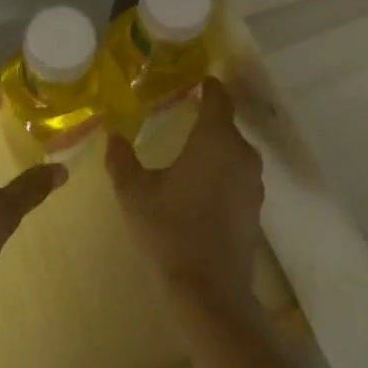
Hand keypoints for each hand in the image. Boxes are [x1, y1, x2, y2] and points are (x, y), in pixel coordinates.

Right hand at [104, 78, 262, 309]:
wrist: (209, 287)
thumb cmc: (170, 229)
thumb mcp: (135, 193)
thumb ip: (122, 160)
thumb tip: (113, 134)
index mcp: (215, 140)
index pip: (218, 99)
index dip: (209, 86)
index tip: (198, 79)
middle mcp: (241, 153)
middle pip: (227, 124)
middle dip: (209, 116)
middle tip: (183, 112)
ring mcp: (253, 181)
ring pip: (234, 150)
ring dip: (216, 145)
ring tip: (191, 147)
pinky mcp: (255, 205)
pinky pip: (238, 173)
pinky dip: (222, 169)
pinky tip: (202, 182)